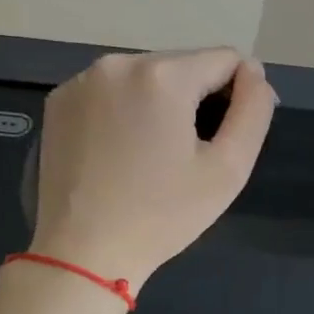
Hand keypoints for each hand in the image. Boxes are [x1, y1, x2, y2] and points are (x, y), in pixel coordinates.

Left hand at [29, 48, 273, 285]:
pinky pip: (112, 90)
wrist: (83, 254)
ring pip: (148, 76)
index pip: (226, 59)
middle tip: (190, 153)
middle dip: (198, 99)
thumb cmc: (164, 214)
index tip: (227, 137)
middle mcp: (118, 63)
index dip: (240, 94)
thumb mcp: (229, 168)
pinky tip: (122, 151)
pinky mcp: (59, 101)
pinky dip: (127, 109)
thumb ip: (254, 110)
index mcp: (163, 76)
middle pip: (185, 65)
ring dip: (163, 103)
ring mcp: (81, 80)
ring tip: (155, 154)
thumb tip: (255, 72)